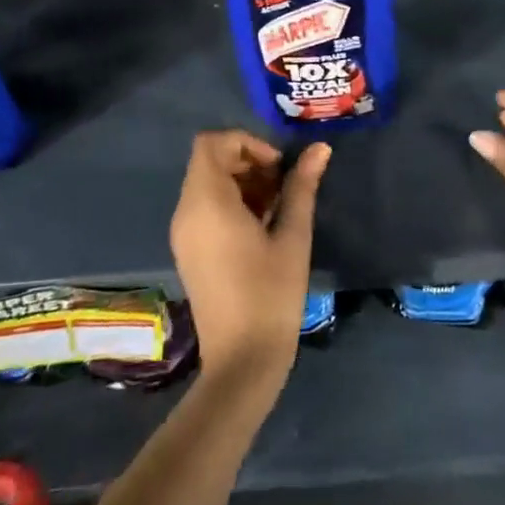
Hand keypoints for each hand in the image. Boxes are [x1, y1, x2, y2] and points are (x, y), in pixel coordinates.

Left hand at [171, 131, 329, 388]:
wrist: (242, 361)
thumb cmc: (270, 294)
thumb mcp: (292, 235)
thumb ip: (302, 186)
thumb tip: (320, 148)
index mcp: (206, 203)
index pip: (211, 144)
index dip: (246, 143)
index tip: (277, 167)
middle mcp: (186, 213)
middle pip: (210, 162)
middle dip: (249, 162)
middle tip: (284, 186)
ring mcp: (184, 234)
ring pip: (208, 184)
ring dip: (243, 183)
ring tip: (279, 207)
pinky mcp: (189, 251)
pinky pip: (205, 208)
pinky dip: (232, 203)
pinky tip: (263, 226)